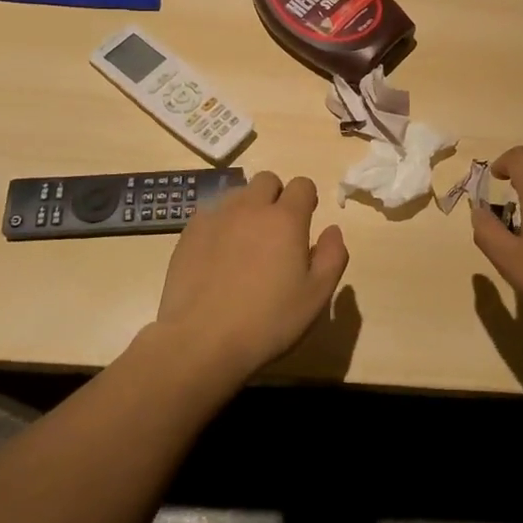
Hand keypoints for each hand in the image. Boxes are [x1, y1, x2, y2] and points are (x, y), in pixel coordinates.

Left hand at [155, 172, 349, 385]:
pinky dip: (220, 224)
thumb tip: (332, 230)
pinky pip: (211, 213)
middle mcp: (251, 208)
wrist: (200, 342)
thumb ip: (332, 257)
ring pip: (238, 194)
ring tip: (245, 242)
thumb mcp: (316, 296)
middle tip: (276, 231)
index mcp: (286, 219)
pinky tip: (218, 254)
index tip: (305, 222)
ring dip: (248, 208)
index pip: (302, 184)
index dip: (307, 199)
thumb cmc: (267, 321)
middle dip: (276, 196)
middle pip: (268, 181)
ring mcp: (217, 217)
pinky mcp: (189, 232)